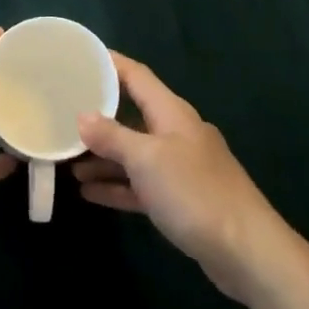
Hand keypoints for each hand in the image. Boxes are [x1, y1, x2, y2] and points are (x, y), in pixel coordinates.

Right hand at [74, 51, 291, 305]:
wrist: (246, 251)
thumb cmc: (195, 192)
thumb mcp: (146, 159)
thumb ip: (112, 136)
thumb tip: (82, 116)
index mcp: (171, 112)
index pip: (135, 75)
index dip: (109, 63)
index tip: (79, 57)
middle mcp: (175, 133)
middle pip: (131, 114)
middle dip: (97, 115)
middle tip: (61, 113)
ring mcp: (179, 167)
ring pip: (133, 153)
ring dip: (103, 156)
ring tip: (67, 160)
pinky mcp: (180, 200)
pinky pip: (141, 184)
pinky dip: (117, 185)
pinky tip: (88, 192)